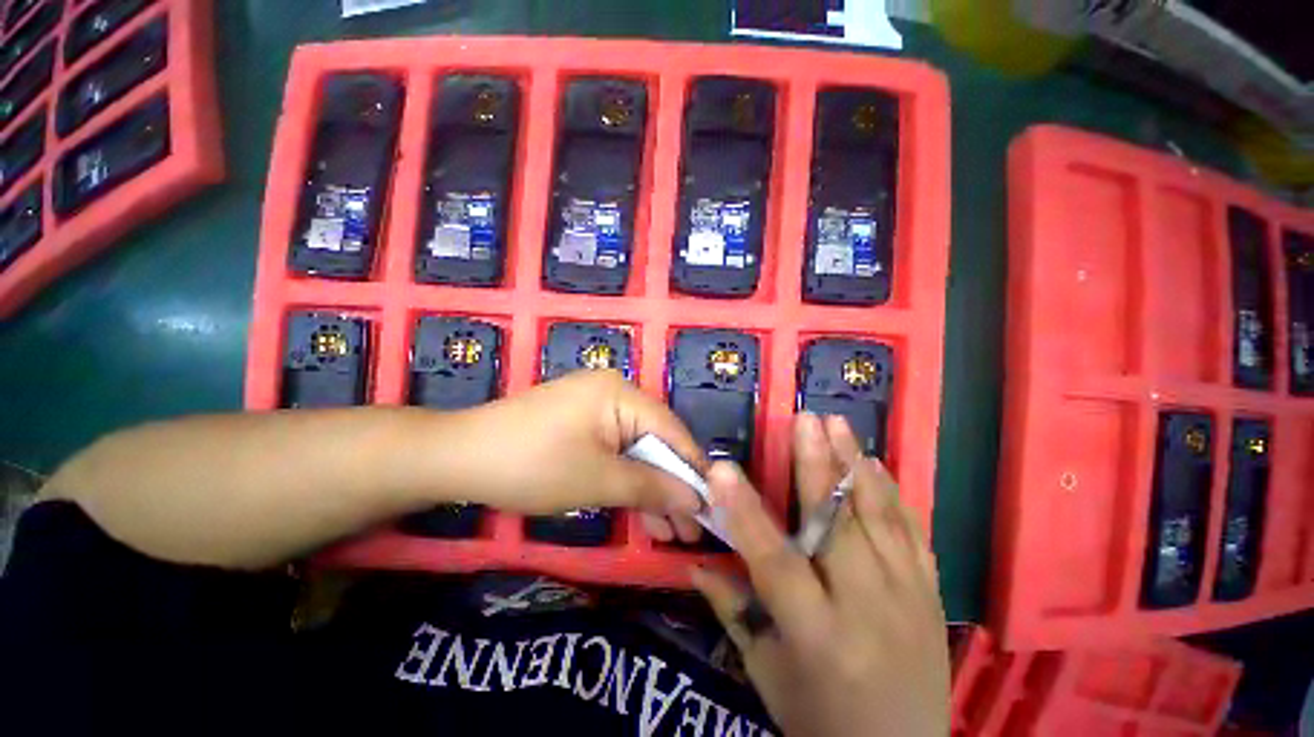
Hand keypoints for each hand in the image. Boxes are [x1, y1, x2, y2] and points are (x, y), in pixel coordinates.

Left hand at [455, 370, 706, 541]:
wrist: (458, 458)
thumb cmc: (534, 465)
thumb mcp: (600, 481)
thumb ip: (652, 487)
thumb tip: (697, 499)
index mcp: (622, 394)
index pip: (673, 432)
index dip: (693, 470)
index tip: (714, 507)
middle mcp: (615, 393)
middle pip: (655, 442)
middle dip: (672, 487)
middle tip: (690, 531)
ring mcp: (596, 408)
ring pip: (635, 450)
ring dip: (650, 489)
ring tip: (670, 533)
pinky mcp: (581, 424)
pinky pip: (614, 450)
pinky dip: (625, 480)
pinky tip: (640, 512)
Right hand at [690, 414, 948, 736]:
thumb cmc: (821, 720)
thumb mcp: (767, 675)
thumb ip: (732, 611)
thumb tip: (694, 563)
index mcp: (817, 634)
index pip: (774, 561)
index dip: (745, 512)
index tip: (722, 468)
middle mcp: (866, 608)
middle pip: (836, 525)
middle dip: (816, 465)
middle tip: (804, 419)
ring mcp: (907, 596)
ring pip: (877, 517)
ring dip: (854, 464)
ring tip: (837, 423)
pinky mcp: (930, 593)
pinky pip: (911, 531)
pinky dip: (891, 492)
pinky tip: (875, 462)